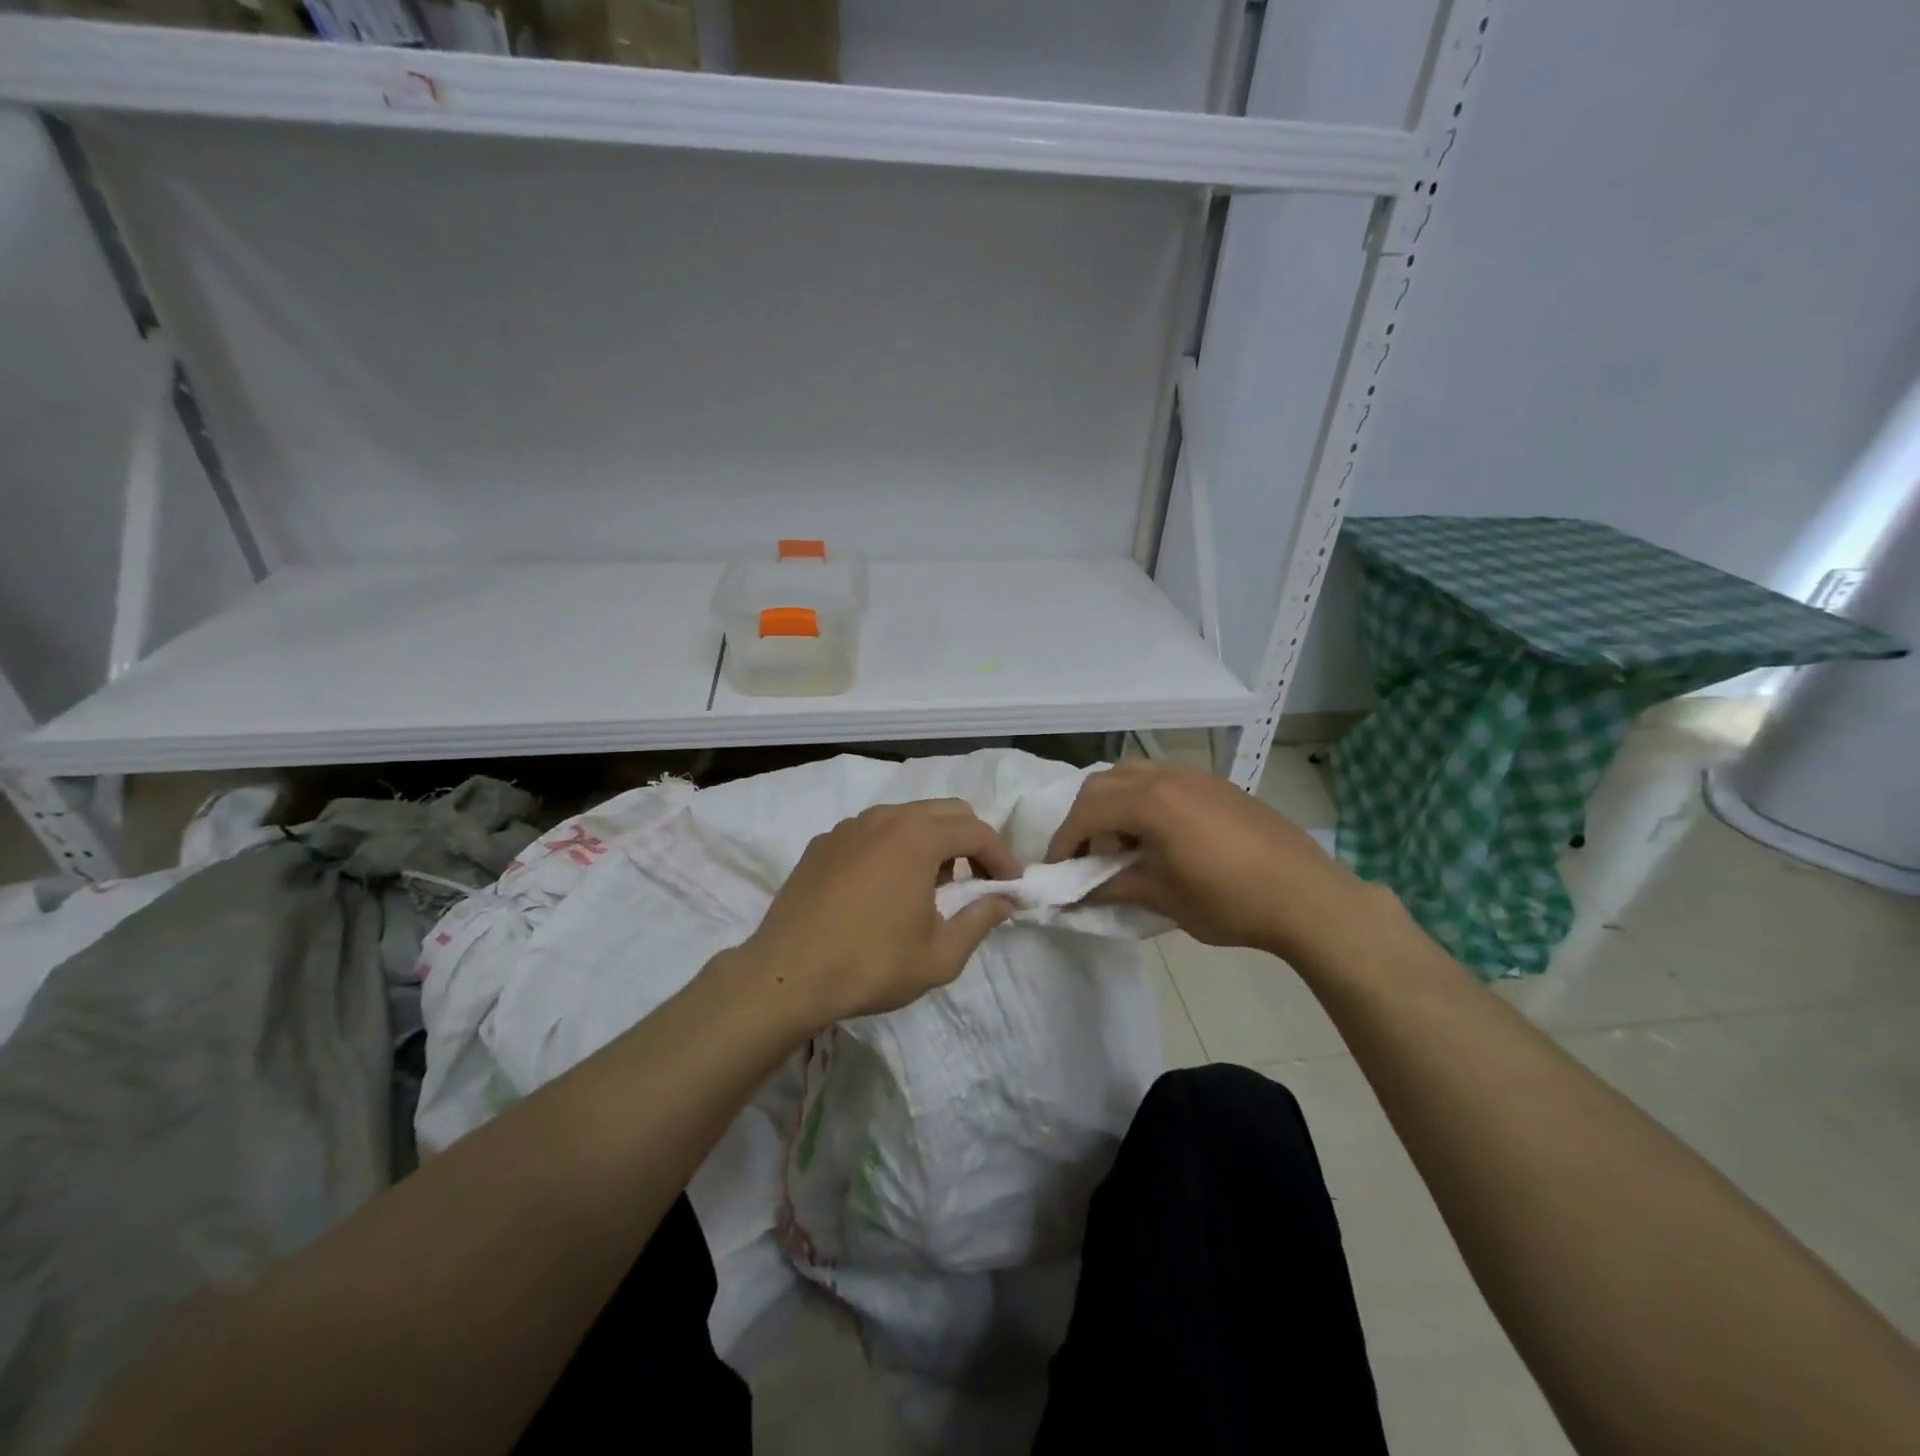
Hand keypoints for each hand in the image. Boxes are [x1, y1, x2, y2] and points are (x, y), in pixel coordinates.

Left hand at [731, 799, 1021, 1027]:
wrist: (786, 976)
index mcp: (917, 836)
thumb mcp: (940, 955)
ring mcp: (848, 827)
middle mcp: (884, 818)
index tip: (1012, 884)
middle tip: (977, 880)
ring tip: (931, 887)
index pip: (976, 830)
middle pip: (944, 811)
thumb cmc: (871, 964)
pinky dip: (894, 848)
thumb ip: (980, 920)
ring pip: (906, 818)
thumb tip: (1004, 900)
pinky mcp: (822, 843)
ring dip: (931, 842)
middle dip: (970, 840)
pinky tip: (885, 888)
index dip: (1002, 856)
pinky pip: (872, 833)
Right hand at [1046, 762, 1383, 963]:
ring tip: (1117, 842)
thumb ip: (1114, 887)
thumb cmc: (1231, 901)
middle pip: (1103, 784)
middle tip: (1082, 854)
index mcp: (1150, 802)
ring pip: (1131, 774)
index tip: (1057, 870)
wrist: (1308, 896)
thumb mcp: (1164, 898)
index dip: (1064, 840)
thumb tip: (1077, 893)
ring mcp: (1194, 775)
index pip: (1086, 811)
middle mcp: (1166, 777)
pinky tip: (1154, 833)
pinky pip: (1160, 778)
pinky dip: (1140, 798)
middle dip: (1082, 817)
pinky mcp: (1215, 784)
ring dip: (1111, 802)